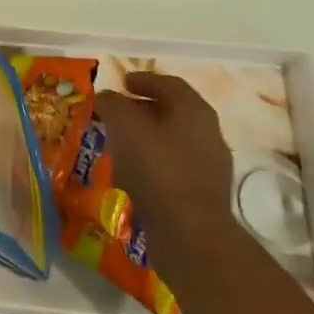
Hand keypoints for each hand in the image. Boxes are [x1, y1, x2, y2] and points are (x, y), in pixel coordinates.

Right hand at [93, 73, 233, 263]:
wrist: (190, 234)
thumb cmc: (157, 169)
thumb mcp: (125, 126)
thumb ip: (112, 104)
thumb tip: (105, 97)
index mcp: (194, 111)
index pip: (169, 83)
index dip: (143, 79)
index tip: (121, 83)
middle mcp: (208, 133)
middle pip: (172, 111)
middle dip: (142, 109)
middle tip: (115, 113)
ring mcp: (209, 166)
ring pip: (172, 141)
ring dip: (145, 137)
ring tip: (118, 143)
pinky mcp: (202, 195)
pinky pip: (173, 167)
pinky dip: (151, 163)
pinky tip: (131, 174)